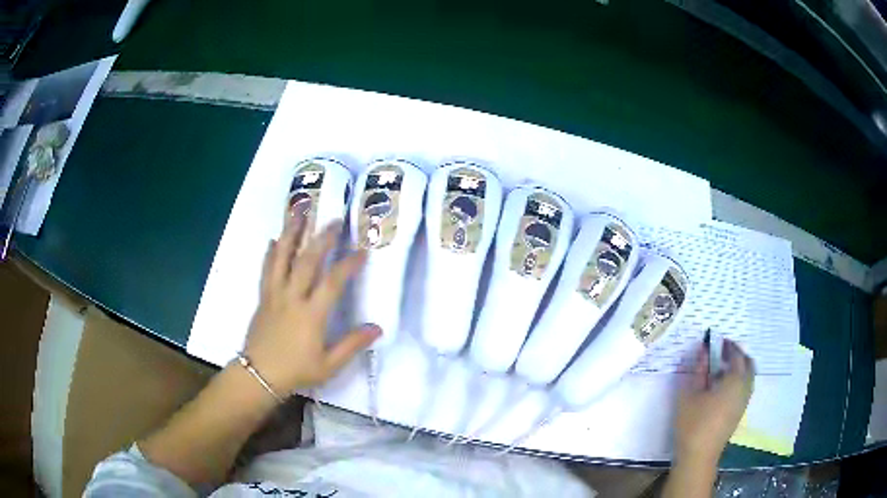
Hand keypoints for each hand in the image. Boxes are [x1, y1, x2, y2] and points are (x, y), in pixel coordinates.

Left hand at [243, 215, 380, 395]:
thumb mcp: (329, 365)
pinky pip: (267, 269)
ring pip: (283, 257)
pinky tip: (274, 239)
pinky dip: (271, 252)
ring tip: (299, 212)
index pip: (333, 281)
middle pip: (307, 260)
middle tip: (334, 220)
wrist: (259, 375)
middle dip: (322, 238)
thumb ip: (352, 344)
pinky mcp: (263, 297)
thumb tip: (378, 328)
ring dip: (292, 233)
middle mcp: (293, 297)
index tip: (363, 251)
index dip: (349, 264)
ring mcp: (275, 294)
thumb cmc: (296, 371)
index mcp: (312, 314)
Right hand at [674, 339, 754, 465]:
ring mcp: (744, 402)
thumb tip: (702, 350)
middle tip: (722, 353)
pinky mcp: (739, 413)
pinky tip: (721, 388)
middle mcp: (744, 388)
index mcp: (735, 380)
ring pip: (748, 377)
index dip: (728, 346)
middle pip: (748, 364)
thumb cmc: (693, 423)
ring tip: (720, 370)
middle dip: (737, 355)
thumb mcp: (690, 394)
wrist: (698, 455)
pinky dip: (738, 381)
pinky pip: (745, 388)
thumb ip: (698, 370)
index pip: (736, 355)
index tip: (717, 341)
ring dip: (739, 368)